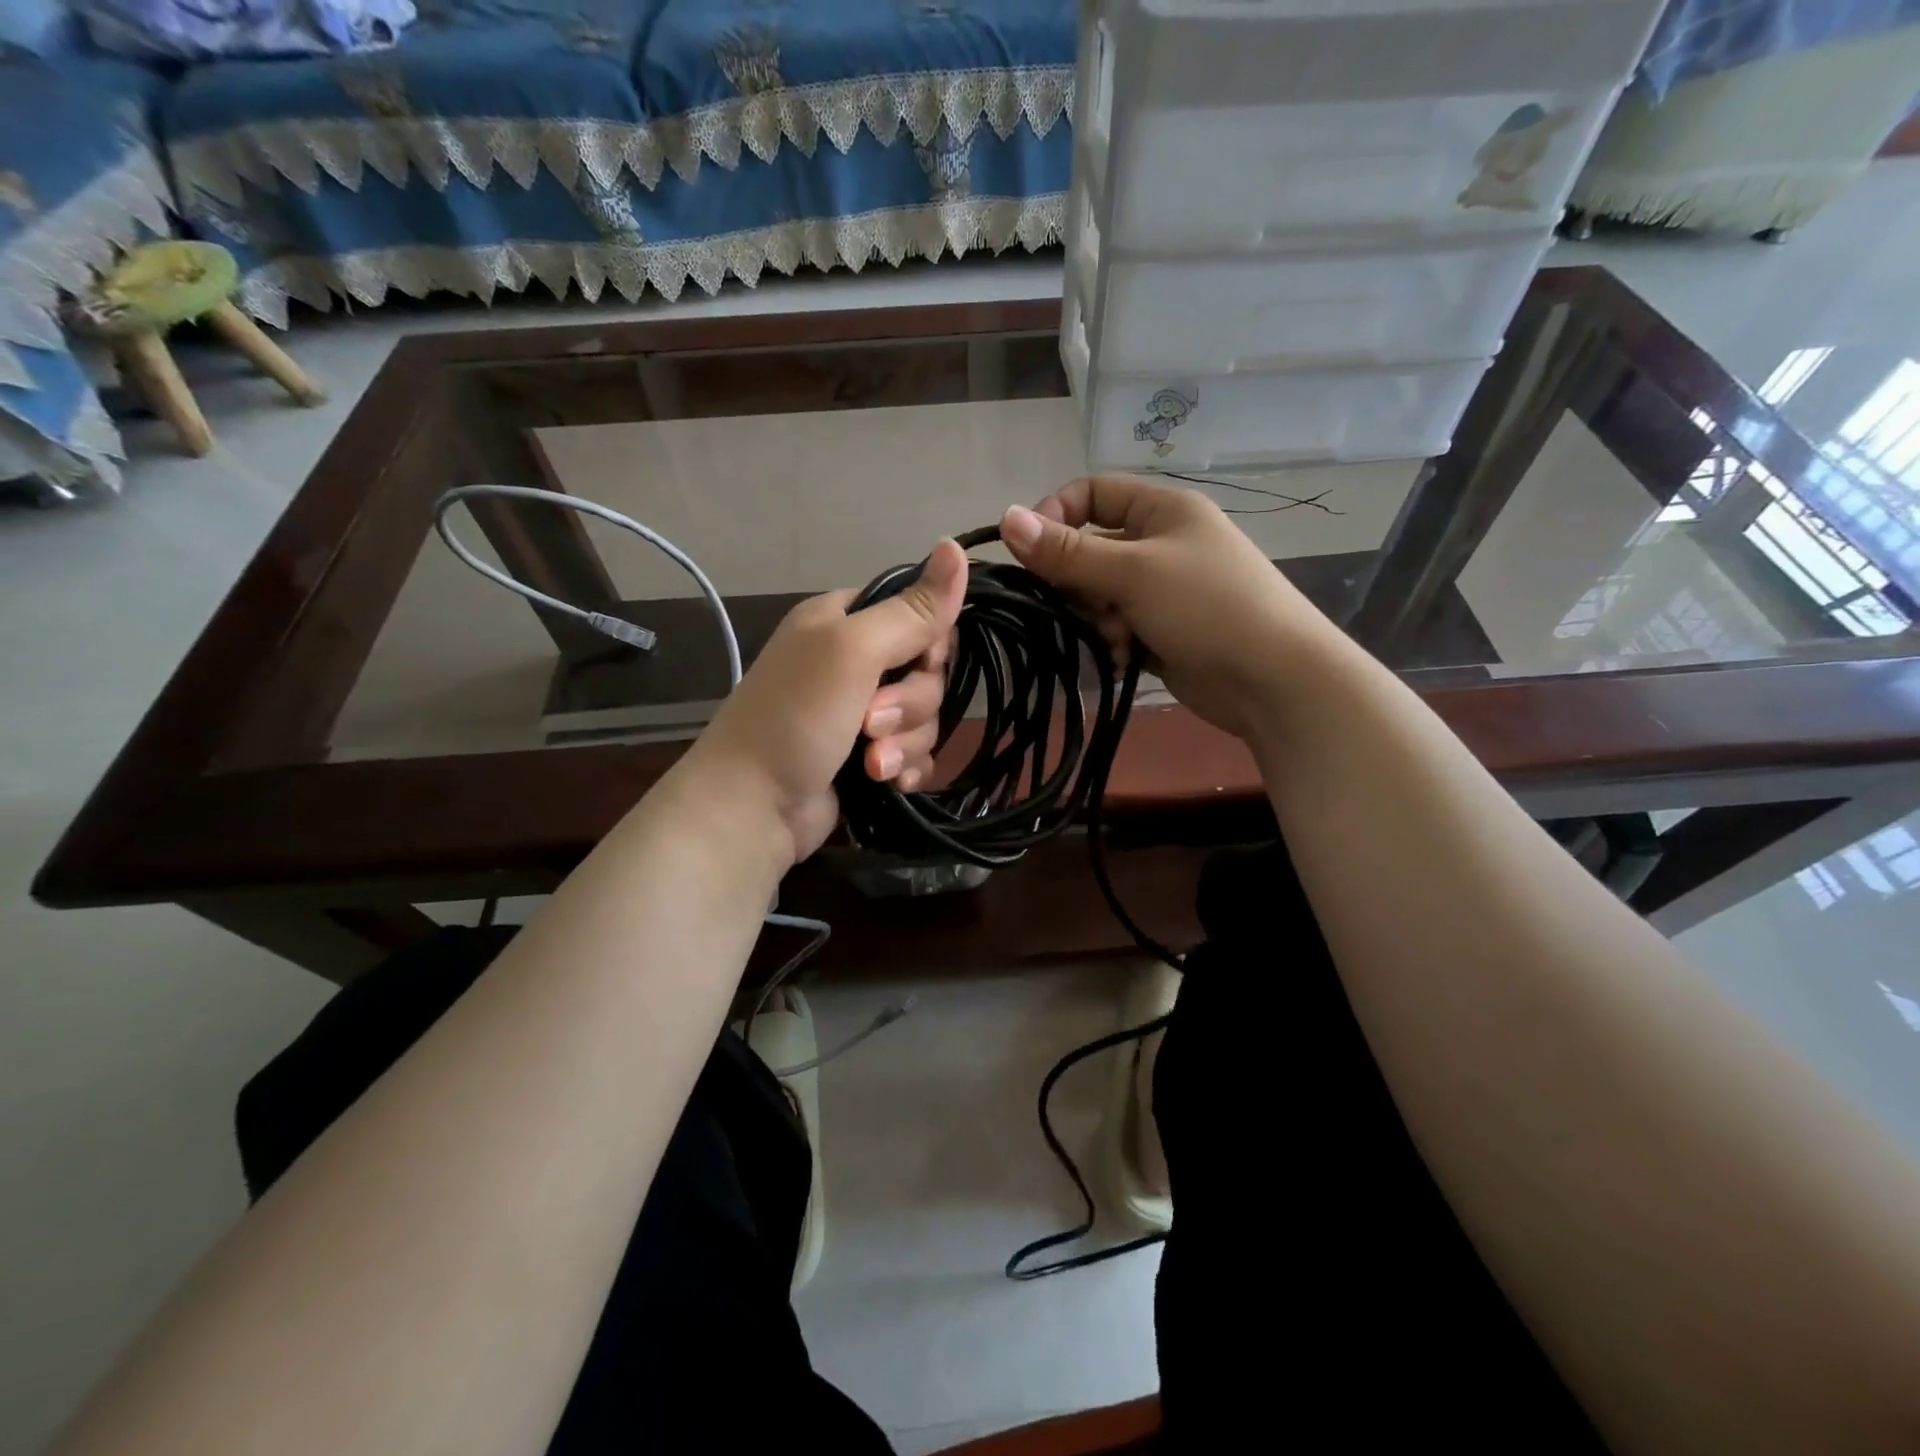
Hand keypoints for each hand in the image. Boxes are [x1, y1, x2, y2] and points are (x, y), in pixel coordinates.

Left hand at [688, 540, 967, 862]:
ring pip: (924, 717)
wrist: (751, 809)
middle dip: (910, 704)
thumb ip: (911, 609)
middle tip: (871, 723)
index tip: (921, 663)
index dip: (931, 642)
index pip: (916, 613)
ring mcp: (858, 714)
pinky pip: (914, 753)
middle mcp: (851, 662)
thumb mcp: (852, 651)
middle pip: (925, 672)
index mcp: (842, 621)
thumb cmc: (796, 717)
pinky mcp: (867, 758)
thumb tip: (956, 545)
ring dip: (905, 742)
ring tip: (872, 764)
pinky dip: (906, 767)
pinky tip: (891, 783)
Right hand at [998, 477, 1338, 739]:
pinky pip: (1116, 626)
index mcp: (1162, 509)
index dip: (1056, 517)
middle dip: (1078, 582)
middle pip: (1089, 549)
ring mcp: (1163, 590)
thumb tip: (1006, 518)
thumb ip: (1067, 551)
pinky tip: (1124, 658)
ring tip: (1116, 638)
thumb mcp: (1133, 572)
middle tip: (1086, 606)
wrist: (1272, 679)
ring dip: (1097, 618)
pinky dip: (1113, 641)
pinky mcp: (1162, 630)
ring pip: (1099, 593)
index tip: (1031, 554)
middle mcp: (1161, 543)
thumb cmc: (1207, 607)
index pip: (1091, 493)